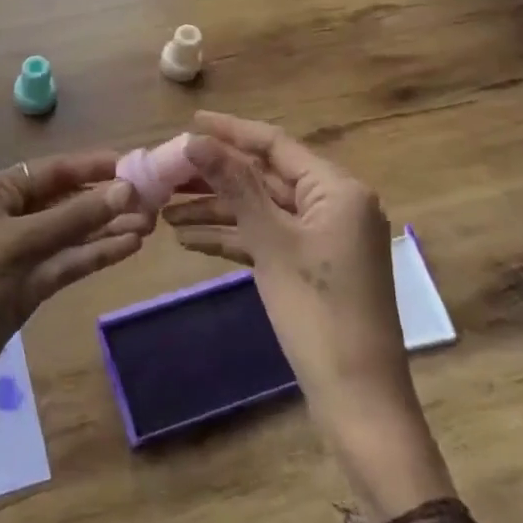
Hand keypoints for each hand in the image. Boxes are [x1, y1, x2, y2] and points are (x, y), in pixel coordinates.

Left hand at [0, 151, 152, 449]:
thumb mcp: (21, 243)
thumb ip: (74, 217)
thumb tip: (127, 190)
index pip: (53, 170)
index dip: (93, 166)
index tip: (135, 164)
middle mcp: (12, 216)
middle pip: (67, 200)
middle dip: (106, 199)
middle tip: (153, 200)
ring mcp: (24, 252)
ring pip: (73, 232)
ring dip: (108, 227)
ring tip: (152, 223)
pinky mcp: (32, 284)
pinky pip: (70, 261)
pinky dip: (97, 253)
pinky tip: (129, 246)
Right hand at [166, 111, 409, 409]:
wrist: (358, 400)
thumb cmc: (317, 312)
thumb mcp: (270, 242)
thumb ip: (234, 185)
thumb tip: (195, 140)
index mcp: (337, 189)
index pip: (275, 144)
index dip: (230, 131)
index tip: (189, 122)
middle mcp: (334, 204)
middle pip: (265, 177)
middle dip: (216, 177)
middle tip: (166, 172)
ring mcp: (324, 237)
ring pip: (262, 209)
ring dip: (217, 210)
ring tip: (165, 210)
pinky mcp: (312, 266)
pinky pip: (268, 238)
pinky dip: (233, 237)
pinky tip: (189, 240)